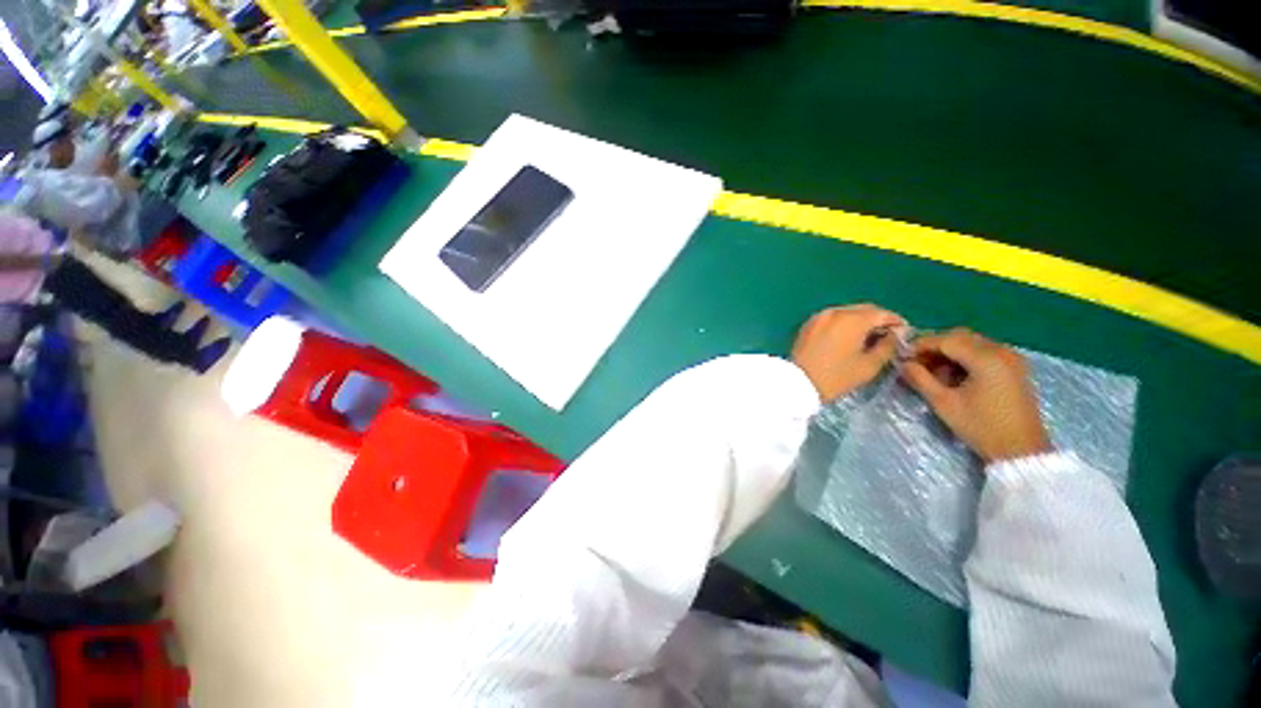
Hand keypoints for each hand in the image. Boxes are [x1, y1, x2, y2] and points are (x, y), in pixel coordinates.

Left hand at [791, 304, 905, 402]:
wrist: (798, 383)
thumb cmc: (836, 377)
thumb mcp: (869, 365)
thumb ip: (888, 346)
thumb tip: (896, 334)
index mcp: (852, 319)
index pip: (882, 314)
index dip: (896, 323)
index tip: (904, 333)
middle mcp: (835, 312)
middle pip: (864, 310)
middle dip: (878, 320)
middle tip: (887, 335)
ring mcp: (819, 316)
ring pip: (847, 313)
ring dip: (860, 321)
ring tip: (868, 337)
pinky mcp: (808, 324)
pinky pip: (832, 318)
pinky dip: (843, 324)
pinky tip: (848, 337)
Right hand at [902, 328, 1050, 463]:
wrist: (1022, 450)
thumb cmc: (981, 426)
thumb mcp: (944, 403)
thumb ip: (920, 379)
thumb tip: (903, 364)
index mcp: (986, 358)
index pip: (946, 340)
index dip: (921, 345)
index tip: (902, 357)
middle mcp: (1001, 351)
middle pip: (960, 336)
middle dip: (935, 346)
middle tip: (916, 363)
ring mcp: (1011, 358)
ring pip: (972, 342)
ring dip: (949, 352)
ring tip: (933, 371)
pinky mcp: (1014, 367)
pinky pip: (984, 351)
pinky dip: (965, 357)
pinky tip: (954, 375)